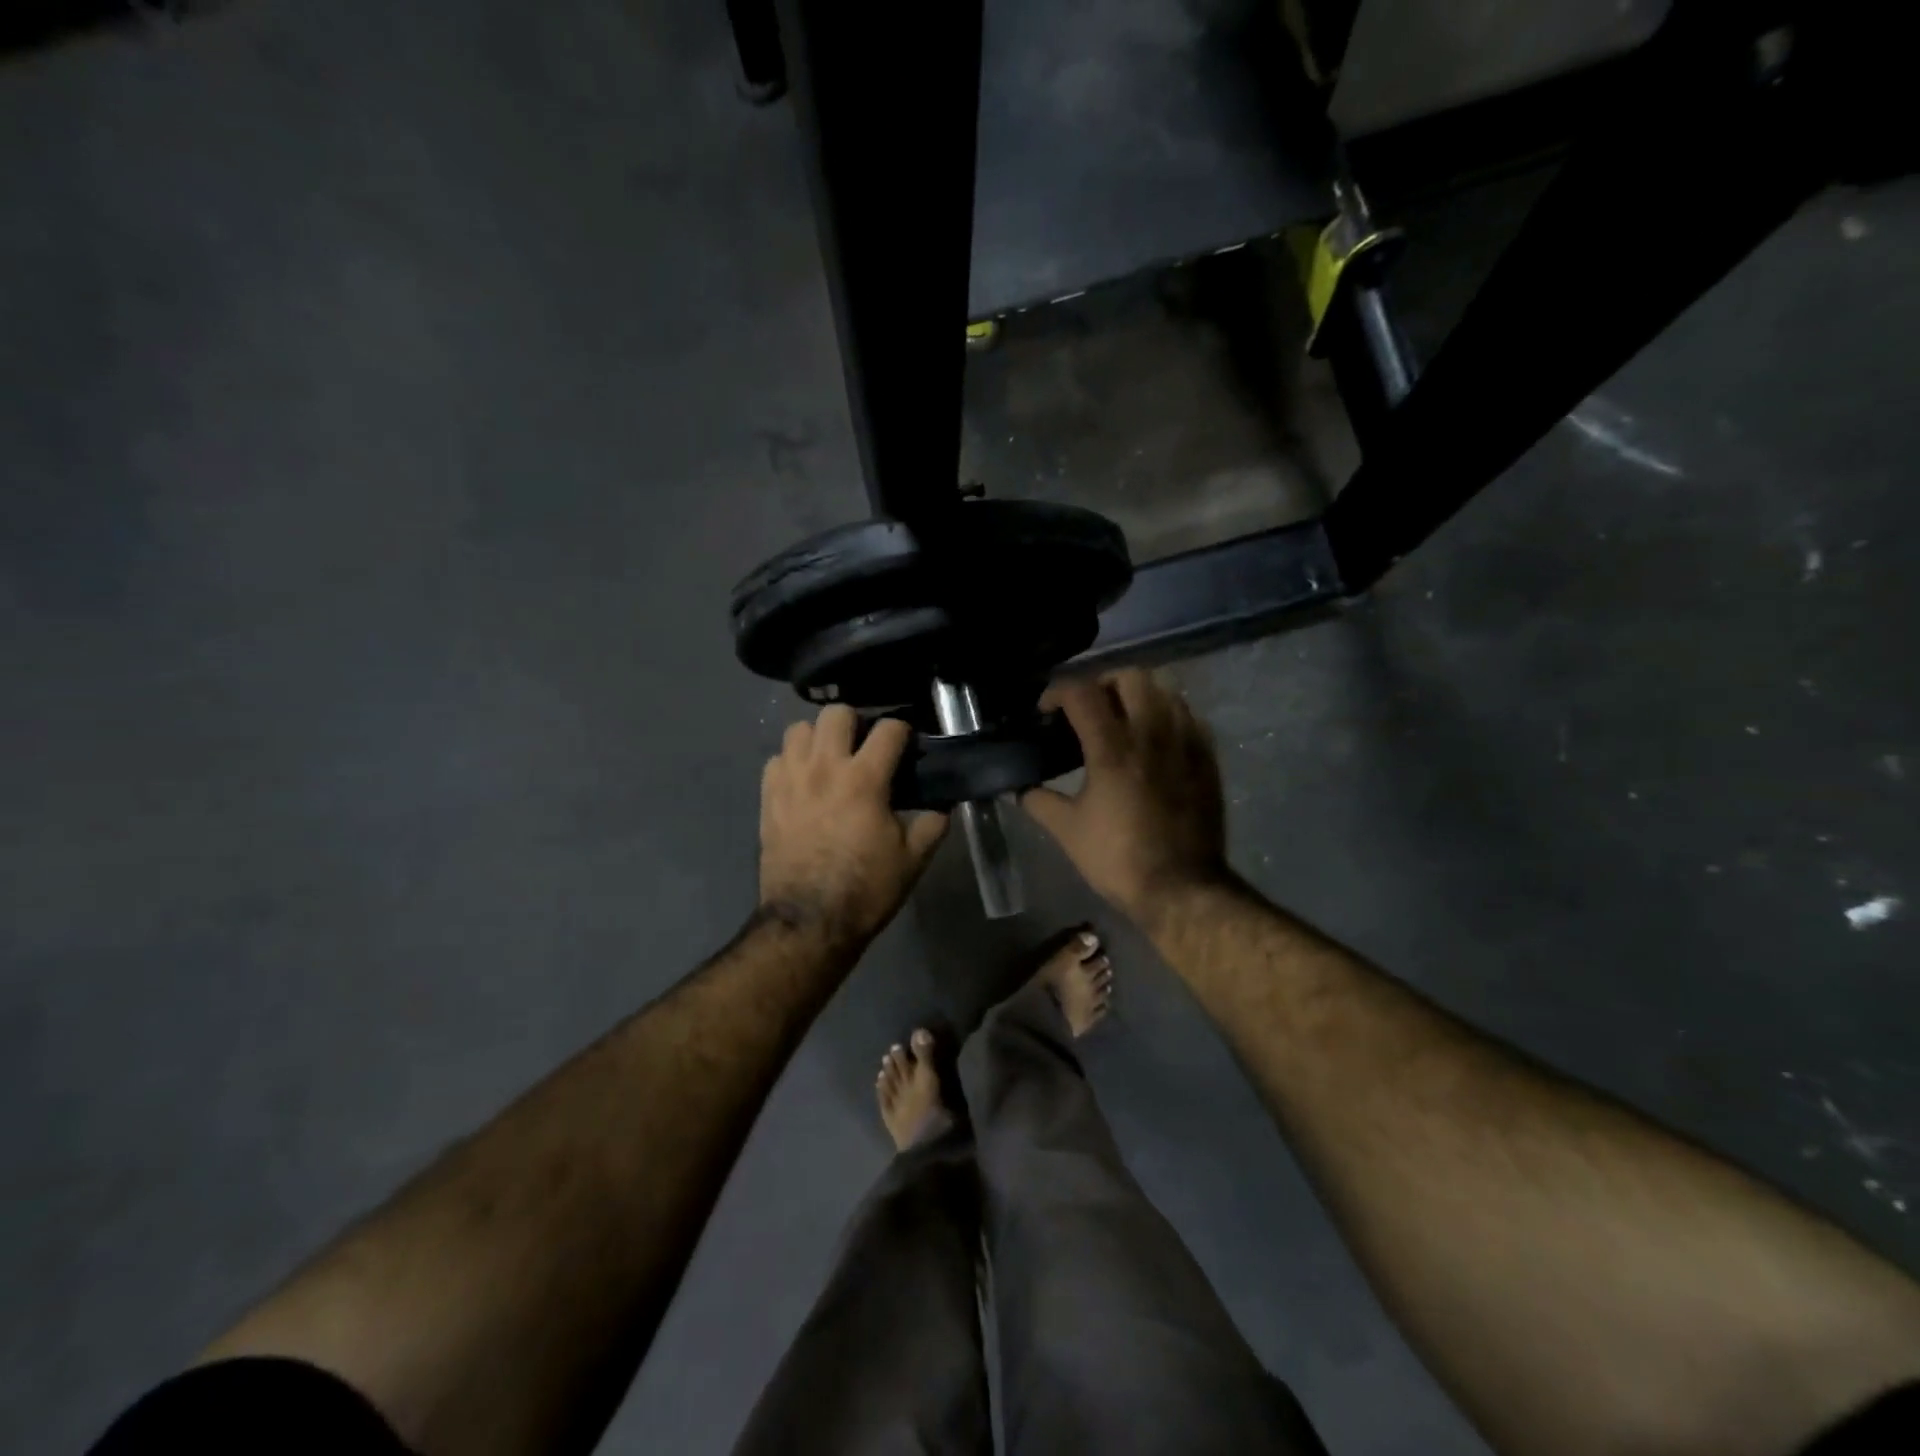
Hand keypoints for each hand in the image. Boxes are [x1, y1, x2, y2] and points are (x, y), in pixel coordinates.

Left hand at [759, 706, 948, 945]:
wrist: (809, 921)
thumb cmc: (865, 889)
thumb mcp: (912, 860)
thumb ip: (932, 825)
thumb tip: (942, 806)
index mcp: (864, 779)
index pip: (888, 728)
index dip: (903, 731)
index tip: (907, 745)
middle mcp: (824, 768)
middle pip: (835, 713)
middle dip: (856, 722)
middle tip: (864, 746)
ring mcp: (790, 780)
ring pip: (799, 729)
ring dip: (818, 737)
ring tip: (831, 758)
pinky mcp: (768, 797)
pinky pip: (776, 759)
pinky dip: (792, 762)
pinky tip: (804, 781)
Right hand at [1022, 669, 1230, 918]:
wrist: (1182, 887)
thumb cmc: (1119, 858)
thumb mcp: (1067, 831)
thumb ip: (1039, 801)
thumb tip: (1021, 789)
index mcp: (1112, 748)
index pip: (1081, 692)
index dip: (1057, 693)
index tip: (1046, 712)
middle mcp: (1151, 733)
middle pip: (1129, 676)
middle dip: (1101, 684)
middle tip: (1088, 710)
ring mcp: (1185, 742)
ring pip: (1164, 690)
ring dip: (1137, 695)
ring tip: (1122, 720)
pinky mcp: (1207, 758)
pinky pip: (1188, 715)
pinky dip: (1166, 715)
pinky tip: (1154, 740)